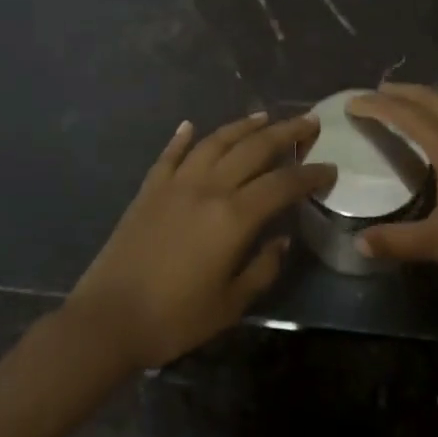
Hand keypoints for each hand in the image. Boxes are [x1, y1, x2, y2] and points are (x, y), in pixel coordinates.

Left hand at [64, 112, 335, 368]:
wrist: (107, 319)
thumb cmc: (175, 318)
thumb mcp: (230, 303)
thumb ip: (262, 268)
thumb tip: (282, 240)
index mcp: (234, 217)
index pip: (283, 184)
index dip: (310, 174)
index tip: (329, 169)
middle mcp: (208, 188)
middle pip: (253, 149)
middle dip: (286, 133)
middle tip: (308, 122)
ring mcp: (175, 184)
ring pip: (215, 143)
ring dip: (242, 127)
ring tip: (264, 116)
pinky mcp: (149, 190)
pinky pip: (170, 155)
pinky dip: (182, 138)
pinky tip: (191, 126)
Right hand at [346, 84, 437, 307]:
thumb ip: (397, 241)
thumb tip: (358, 243)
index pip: (409, 116)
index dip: (378, 106)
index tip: (351, 102)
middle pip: (435, 101)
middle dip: (403, 92)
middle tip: (375, 93)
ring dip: (423, 103)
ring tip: (398, 109)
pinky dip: (437, 122)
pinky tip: (431, 144)